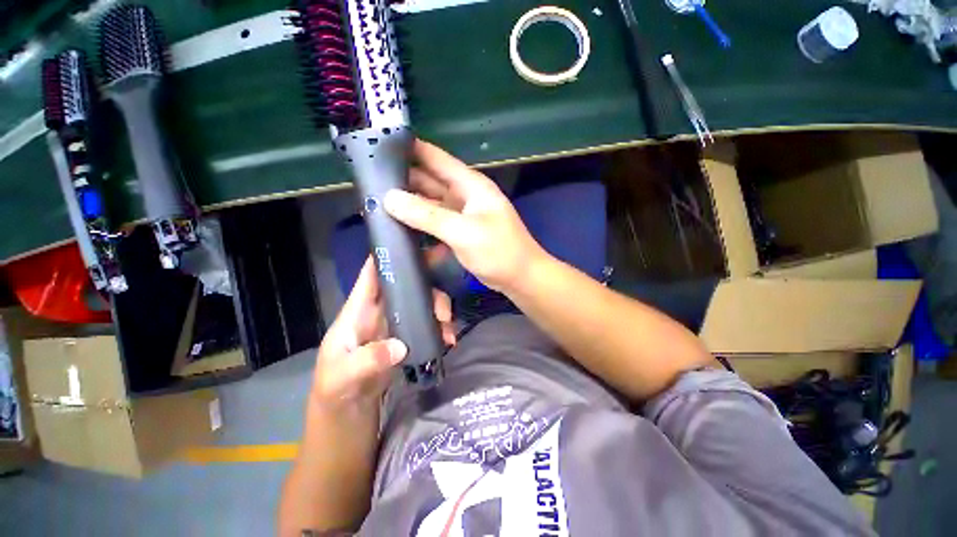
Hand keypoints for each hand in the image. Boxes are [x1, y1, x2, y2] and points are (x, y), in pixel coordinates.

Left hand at [312, 257, 455, 408]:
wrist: (346, 420)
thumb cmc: (333, 395)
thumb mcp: (341, 380)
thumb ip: (366, 361)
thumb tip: (401, 346)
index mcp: (356, 314)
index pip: (370, 277)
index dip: (385, 257)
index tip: (411, 245)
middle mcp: (377, 314)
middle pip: (403, 287)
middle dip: (425, 288)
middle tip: (443, 307)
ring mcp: (393, 327)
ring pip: (418, 304)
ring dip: (436, 310)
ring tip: (448, 327)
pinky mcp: (405, 340)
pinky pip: (425, 325)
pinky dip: (439, 328)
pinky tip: (448, 340)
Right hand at [384, 139, 546, 292]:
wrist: (520, 278)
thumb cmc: (498, 251)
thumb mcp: (462, 231)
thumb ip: (427, 215)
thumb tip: (389, 198)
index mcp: (469, 185)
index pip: (435, 158)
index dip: (409, 149)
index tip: (377, 147)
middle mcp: (464, 195)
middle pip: (428, 181)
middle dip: (402, 180)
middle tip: (368, 183)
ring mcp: (461, 215)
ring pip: (429, 204)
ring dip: (409, 205)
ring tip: (377, 205)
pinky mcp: (459, 233)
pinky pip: (434, 224)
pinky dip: (420, 226)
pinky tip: (400, 231)